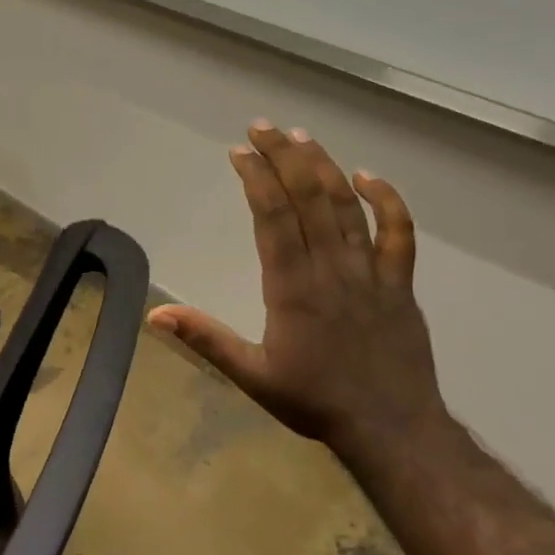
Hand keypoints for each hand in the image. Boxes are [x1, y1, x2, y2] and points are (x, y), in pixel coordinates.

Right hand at [147, 122, 449, 465]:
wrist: (392, 428)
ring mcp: (370, 272)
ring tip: (302, 137)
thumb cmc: (315, 401)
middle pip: (309, 198)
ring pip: (348, 207)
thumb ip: (205, 339)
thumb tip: (155, 314)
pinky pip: (398, 233)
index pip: (273, 218)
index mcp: (292, 288)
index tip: (239, 152)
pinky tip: (369, 177)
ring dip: (324, 167)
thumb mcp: (252, 375)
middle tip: (263, 127)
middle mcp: (331, 269)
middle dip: (284, 157)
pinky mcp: (399, 283)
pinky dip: (387, 201)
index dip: (256, 179)